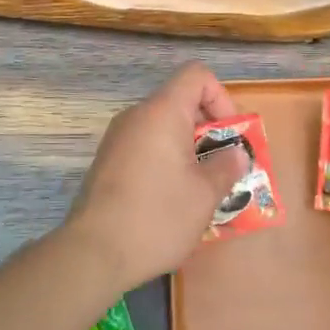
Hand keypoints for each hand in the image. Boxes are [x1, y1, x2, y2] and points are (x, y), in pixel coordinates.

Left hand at [65, 61, 248, 289]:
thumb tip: (235, 154)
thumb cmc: (157, 216)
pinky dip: (166, 161)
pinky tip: (173, 198)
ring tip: (202, 187)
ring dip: (188, 149)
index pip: (196, 75)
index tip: (229, 136)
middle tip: (223, 167)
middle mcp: (136, 116)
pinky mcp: (107, 162)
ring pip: (163, 128)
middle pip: (180, 102)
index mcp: (162, 112)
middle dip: (209, 130)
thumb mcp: (205, 194)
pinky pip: (146, 147)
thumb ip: (226, 166)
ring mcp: (117, 139)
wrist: (93, 253)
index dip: (221, 97)